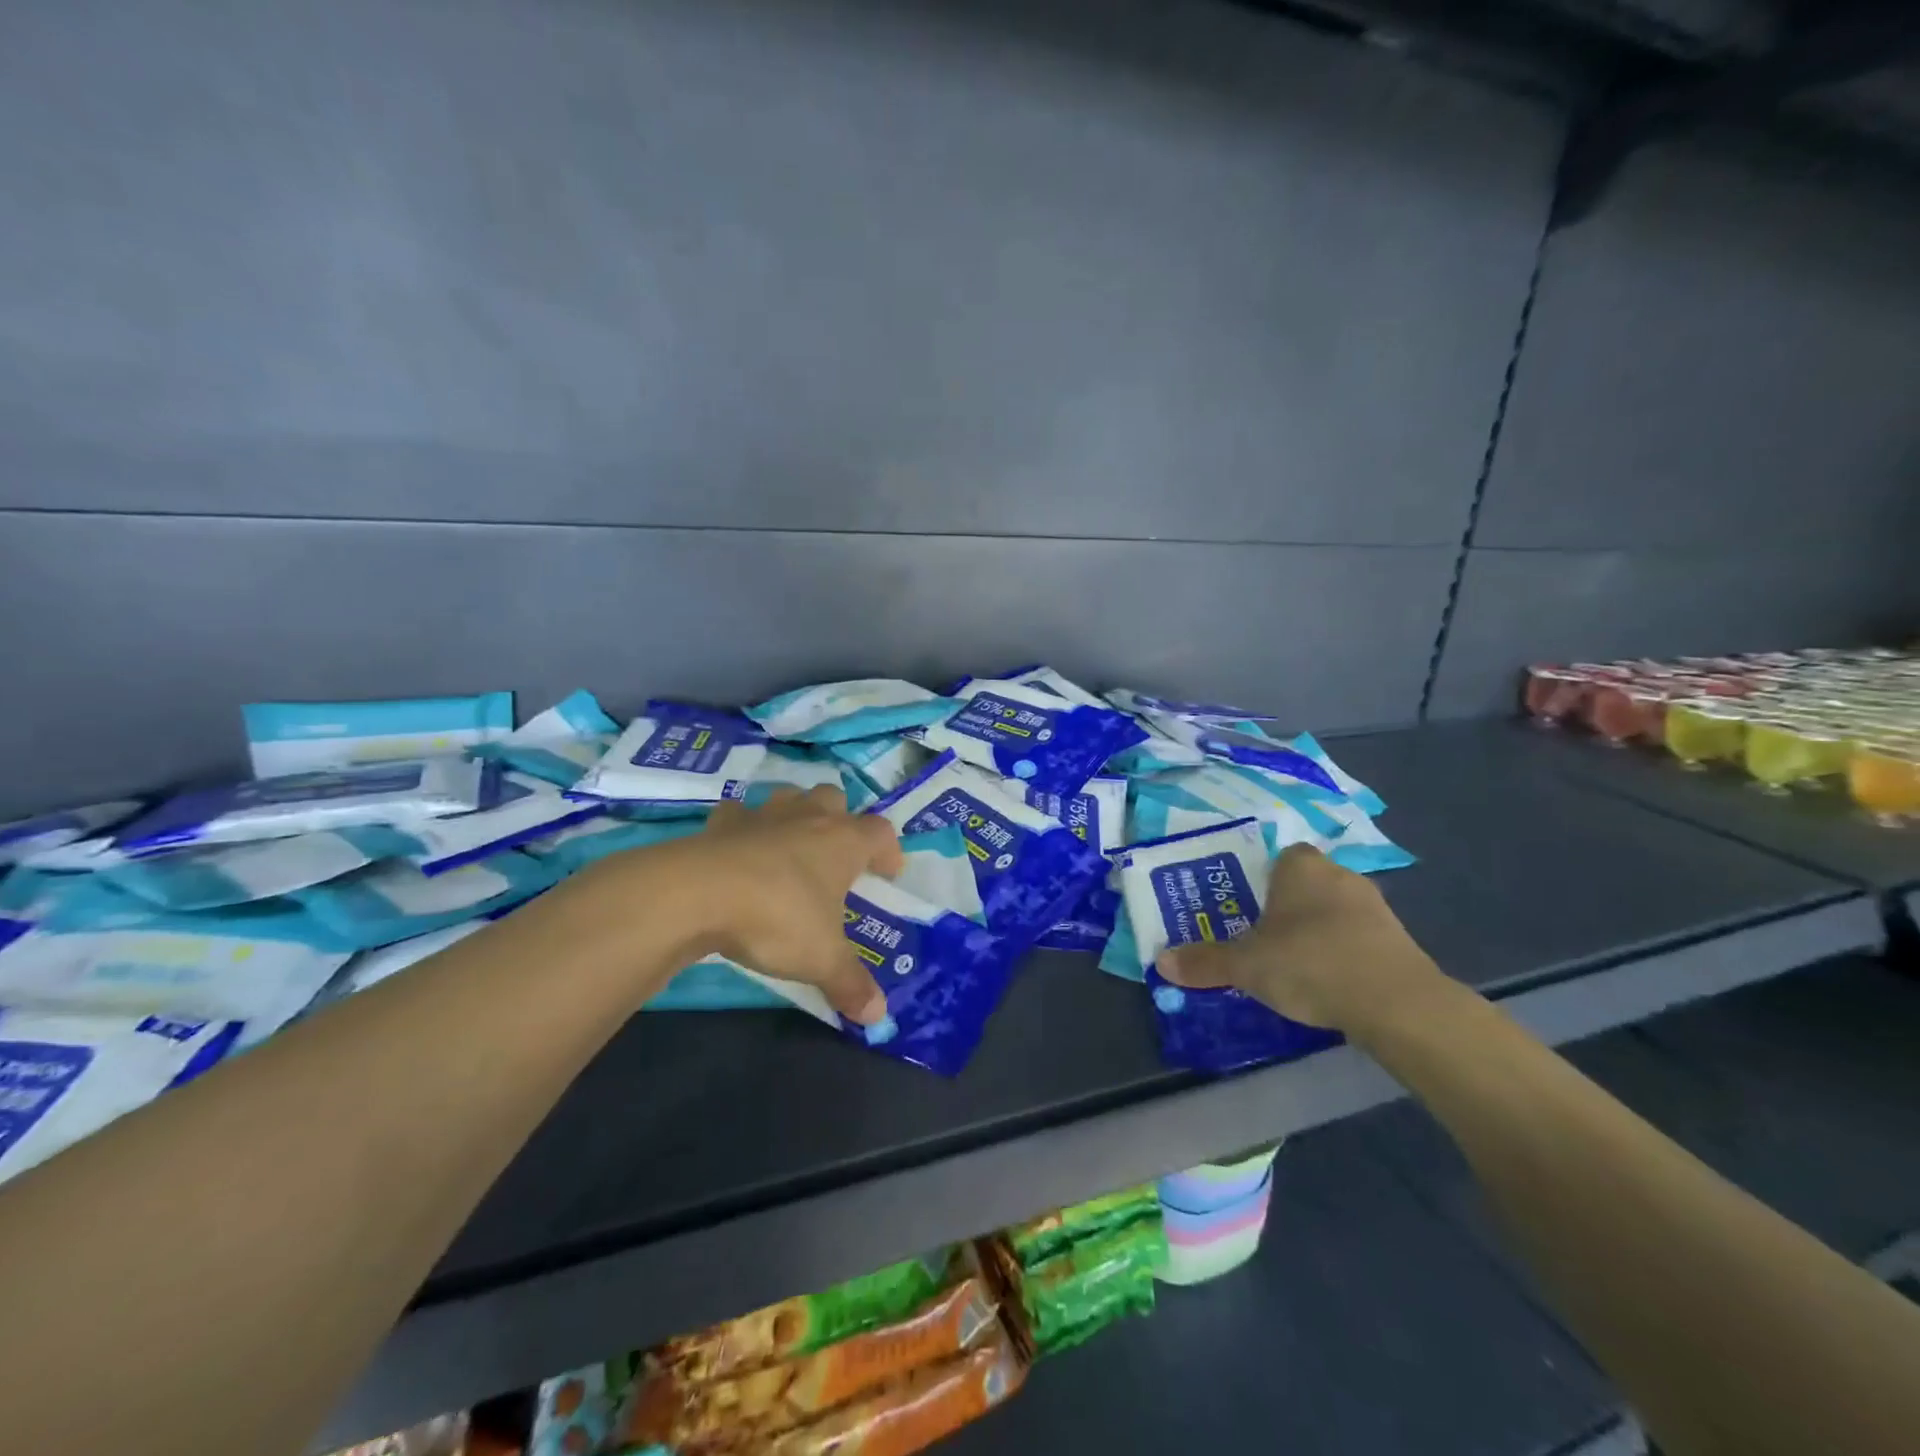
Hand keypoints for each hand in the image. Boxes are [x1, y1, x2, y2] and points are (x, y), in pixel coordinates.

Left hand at [684, 785, 904, 1023]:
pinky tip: (739, 849)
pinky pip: (739, 814)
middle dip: (841, 819)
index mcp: (843, 842)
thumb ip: (850, 983)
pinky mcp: (722, 823)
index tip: (888, 874)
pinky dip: (743, 827)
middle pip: (834, 799)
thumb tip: (877, 1015)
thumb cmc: (777, 918)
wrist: (699, 893)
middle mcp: (808, 818)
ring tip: (792, 845)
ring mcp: (763, 815)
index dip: (889, 850)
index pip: (880, 833)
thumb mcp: (821, 958)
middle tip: (837, 854)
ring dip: (796, 814)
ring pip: (789, 797)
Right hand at [1155, 843, 1442, 1036]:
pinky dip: (1343, 953)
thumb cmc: (1310, 963)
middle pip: (1305, 884)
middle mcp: (1339, 875)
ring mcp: (1374, 906)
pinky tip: (1328, 981)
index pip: (1279, 857)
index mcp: (1300, 866)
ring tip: (1292, 964)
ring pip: (1333, 910)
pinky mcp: (1398, 939)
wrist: (1397, 1003)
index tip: (1247, 908)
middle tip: (1260, 937)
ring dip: (1316, 931)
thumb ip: (1205, 961)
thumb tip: (1161, 962)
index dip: (1262, 880)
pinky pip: (1358, 937)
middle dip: (1285, 908)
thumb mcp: (1246, 965)